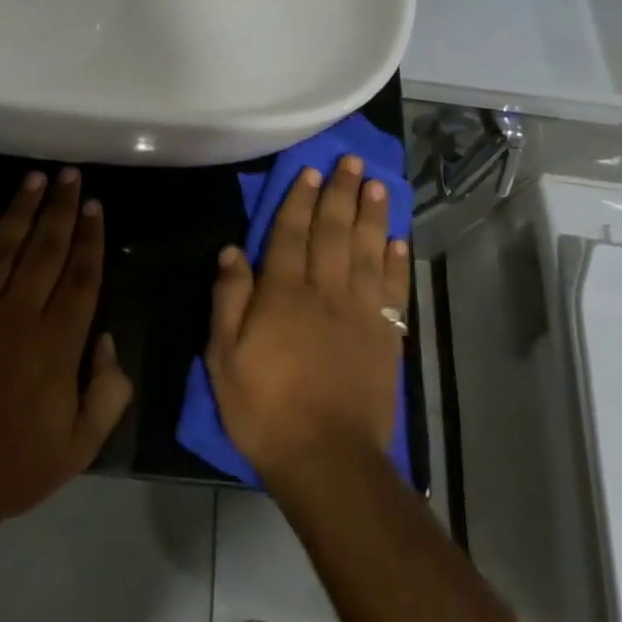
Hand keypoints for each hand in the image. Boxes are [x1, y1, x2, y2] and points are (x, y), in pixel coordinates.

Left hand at [0, 169, 133, 536]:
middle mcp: (19, 313)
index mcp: (58, 342)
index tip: (96, 206)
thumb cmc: (12, 465)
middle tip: (70, 175)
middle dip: (61, 208)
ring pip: (3, 245)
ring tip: (35, 178)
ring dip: (21, 209)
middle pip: (46, 248)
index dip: (91, 237)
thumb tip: (109, 341)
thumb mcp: (79, 446)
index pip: (81, 275)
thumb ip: (107, 393)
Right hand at [204, 157, 409, 490]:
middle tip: (351, 161)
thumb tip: (232, 250)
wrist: (327, 460)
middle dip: (341, 193)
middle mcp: (324, 291)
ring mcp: (359, 312)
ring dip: (372, 215)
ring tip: (377, 184)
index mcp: (283, 293)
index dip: (299, 200)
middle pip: (333, 231)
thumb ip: (229, 299)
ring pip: (366, 251)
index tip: (310, 171)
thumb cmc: (265, 408)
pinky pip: (392, 289)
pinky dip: (396, 261)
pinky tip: (398, 239)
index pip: (290, 233)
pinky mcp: (385, 336)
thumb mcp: (224, 357)